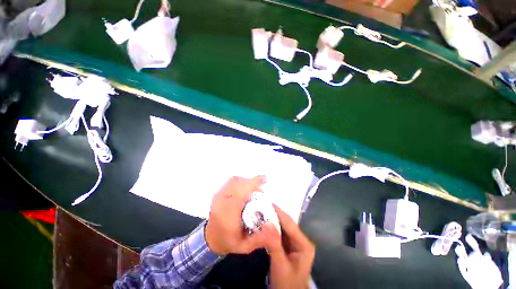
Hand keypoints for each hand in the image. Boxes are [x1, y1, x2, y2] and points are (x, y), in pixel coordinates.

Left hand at [205, 176, 268, 254]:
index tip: (264, 179)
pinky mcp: (218, 192)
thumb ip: (260, 239)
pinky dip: (241, 180)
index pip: (239, 194)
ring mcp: (217, 196)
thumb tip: (275, 230)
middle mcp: (220, 203)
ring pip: (234, 180)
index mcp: (226, 216)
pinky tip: (246, 187)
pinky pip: (231, 181)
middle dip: (251, 181)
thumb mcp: (245, 246)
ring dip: (246, 180)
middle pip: (237, 183)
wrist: (211, 238)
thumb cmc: (229, 241)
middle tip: (262, 185)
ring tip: (255, 187)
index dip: (252, 184)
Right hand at [262, 205, 314, 288]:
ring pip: (282, 228)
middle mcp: (301, 240)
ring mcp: (294, 243)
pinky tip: (264, 223)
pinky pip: (279, 234)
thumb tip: (266, 222)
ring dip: (272, 220)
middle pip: (286, 224)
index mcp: (304, 244)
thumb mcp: (280, 264)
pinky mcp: (288, 246)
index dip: (279, 212)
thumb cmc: (287, 283)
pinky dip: (272, 229)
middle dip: (274, 215)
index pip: (290, 224)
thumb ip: (274, 243)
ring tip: (261, 211)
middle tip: (262, 206)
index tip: (268, 202)